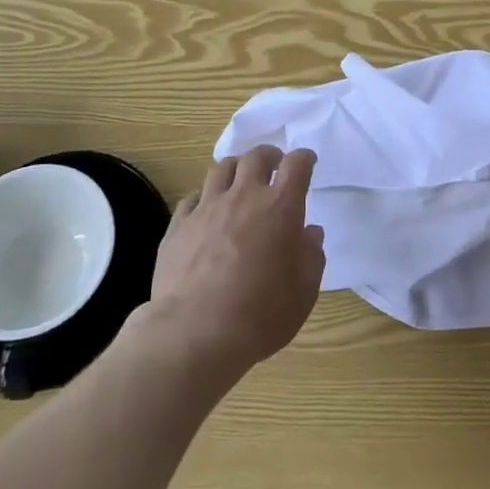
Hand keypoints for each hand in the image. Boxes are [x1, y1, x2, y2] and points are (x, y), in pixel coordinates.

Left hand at [146, 146, 325, 377]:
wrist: (195, 332)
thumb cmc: (260, 314)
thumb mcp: (303, 291)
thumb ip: (311, 256)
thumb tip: (309, 233)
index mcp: (280, 207)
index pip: (296, 165)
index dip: (304, 159)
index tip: (307, 162)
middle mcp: (244, 197)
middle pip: (256, 157)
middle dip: (269, 156)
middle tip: (274, 166)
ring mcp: (207, 208)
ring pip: (222, 168)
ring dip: (236, 169)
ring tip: (240, 180)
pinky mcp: (178, 224)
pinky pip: (193, 197)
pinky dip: (205, 197)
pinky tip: (207, 209)